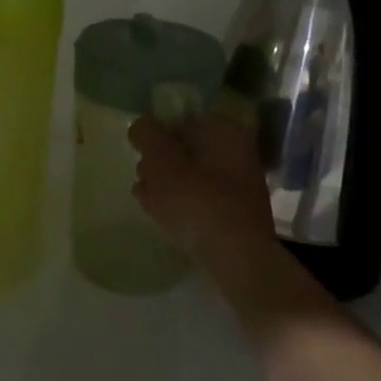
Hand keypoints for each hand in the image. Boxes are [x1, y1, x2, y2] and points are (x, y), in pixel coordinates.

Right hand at [128, 112, 279, 278]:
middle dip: (159, 163)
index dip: (155, 137)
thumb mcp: (161, 162)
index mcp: (224, 130)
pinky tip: (163, 217)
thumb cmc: (197, 202)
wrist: (238, 260)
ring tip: (146, 201)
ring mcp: (240, 183)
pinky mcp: (237, 212)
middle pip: (186, 149)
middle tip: (142, 179)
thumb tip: (142, 126)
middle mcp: (237, 151)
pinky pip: (202, 199)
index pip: (181, 120)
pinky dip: (182, 204)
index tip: (140, 156)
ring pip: (192, 175)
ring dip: (166, 185)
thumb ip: (147, 136)